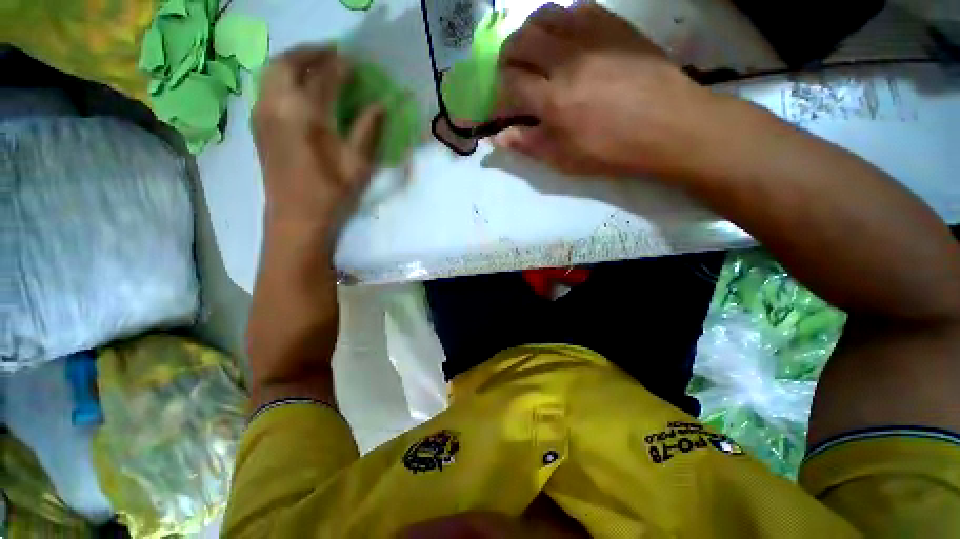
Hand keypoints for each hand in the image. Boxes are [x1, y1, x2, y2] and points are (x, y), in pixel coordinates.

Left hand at [252, 47, 382, 239]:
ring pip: (271, 71)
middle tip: (330, 52)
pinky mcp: (258, 125)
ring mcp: (262, 114)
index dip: (339, 66)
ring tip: (314, 63)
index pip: (323, 78)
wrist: (295, 216)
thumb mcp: (357, 164)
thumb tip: (380, 106)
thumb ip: (368, 131)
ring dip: (293, 61)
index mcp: (304, 115)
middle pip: (287, 63)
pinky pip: (266, 87)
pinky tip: (296, 86)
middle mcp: (277, 105)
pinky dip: (281, 76)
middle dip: (310, 52)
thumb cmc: (330, 192)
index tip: (353, 60)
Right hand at [494, 2, 717, 176]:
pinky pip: (576, 9)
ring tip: (535, 53)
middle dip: (507, 58)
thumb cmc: (612, 151)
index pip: (509, 84)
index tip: (502, 104)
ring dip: (530, 34)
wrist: (669, 126)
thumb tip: (497, 138)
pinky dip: (561, 22)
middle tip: (513, 75)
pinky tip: (566, 40)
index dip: (499, 94)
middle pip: (520, 42)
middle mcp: (567, 61)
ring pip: (544, 16)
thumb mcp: (564, 159)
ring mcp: (592, 37)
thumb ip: (528, 145)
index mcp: (553, 101)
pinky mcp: (613, 25)